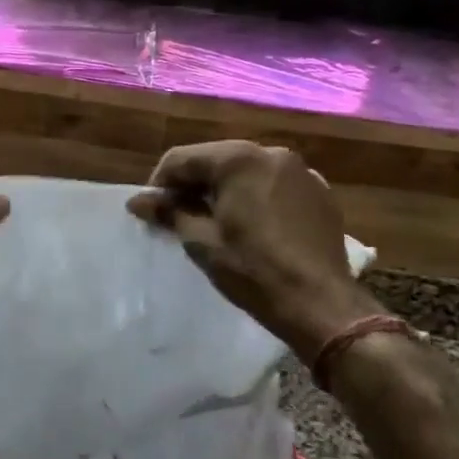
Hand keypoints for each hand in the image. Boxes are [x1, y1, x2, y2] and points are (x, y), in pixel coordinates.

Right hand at [128, 140, 382, 364]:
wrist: (320, 304)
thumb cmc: (252, 270)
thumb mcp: (201, 241)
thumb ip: (169, 212)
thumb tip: (138, 201)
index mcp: (238, 159)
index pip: (182, 158)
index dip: (159, 183)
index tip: (151, 211)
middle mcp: (271, 154)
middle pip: (215, 160)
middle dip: (192, 184)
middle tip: (177, 216)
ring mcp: (300, 171)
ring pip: (246, 171)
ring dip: (223, 189)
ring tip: (212, 221)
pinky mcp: (319, 192)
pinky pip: (274, 185)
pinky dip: (254, 196)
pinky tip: (251, 225)